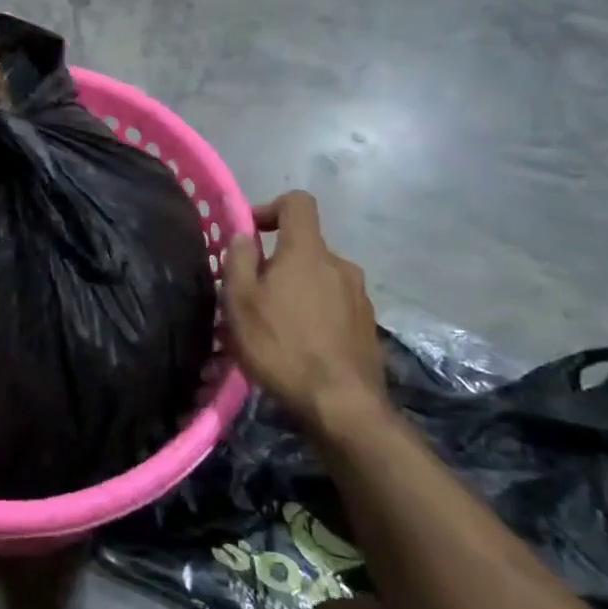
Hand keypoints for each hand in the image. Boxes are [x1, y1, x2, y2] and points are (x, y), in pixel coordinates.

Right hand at [223, 191, 388, 436]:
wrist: (341, 406)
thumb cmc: (280, 346)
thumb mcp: (240, 301)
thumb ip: (239, 259)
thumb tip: (245, 236)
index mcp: (308, 252)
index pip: (298, 203)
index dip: (270, 208)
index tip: (250, 235)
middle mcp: (340, 265)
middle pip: (305, 246)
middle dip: (278, 261)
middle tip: (251, 294)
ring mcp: (359, 296)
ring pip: (319, 278)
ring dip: (296, 289)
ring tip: (273, 324)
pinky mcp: (368, 326)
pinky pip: (334, 304)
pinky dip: (314, 313)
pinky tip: (298, 344)